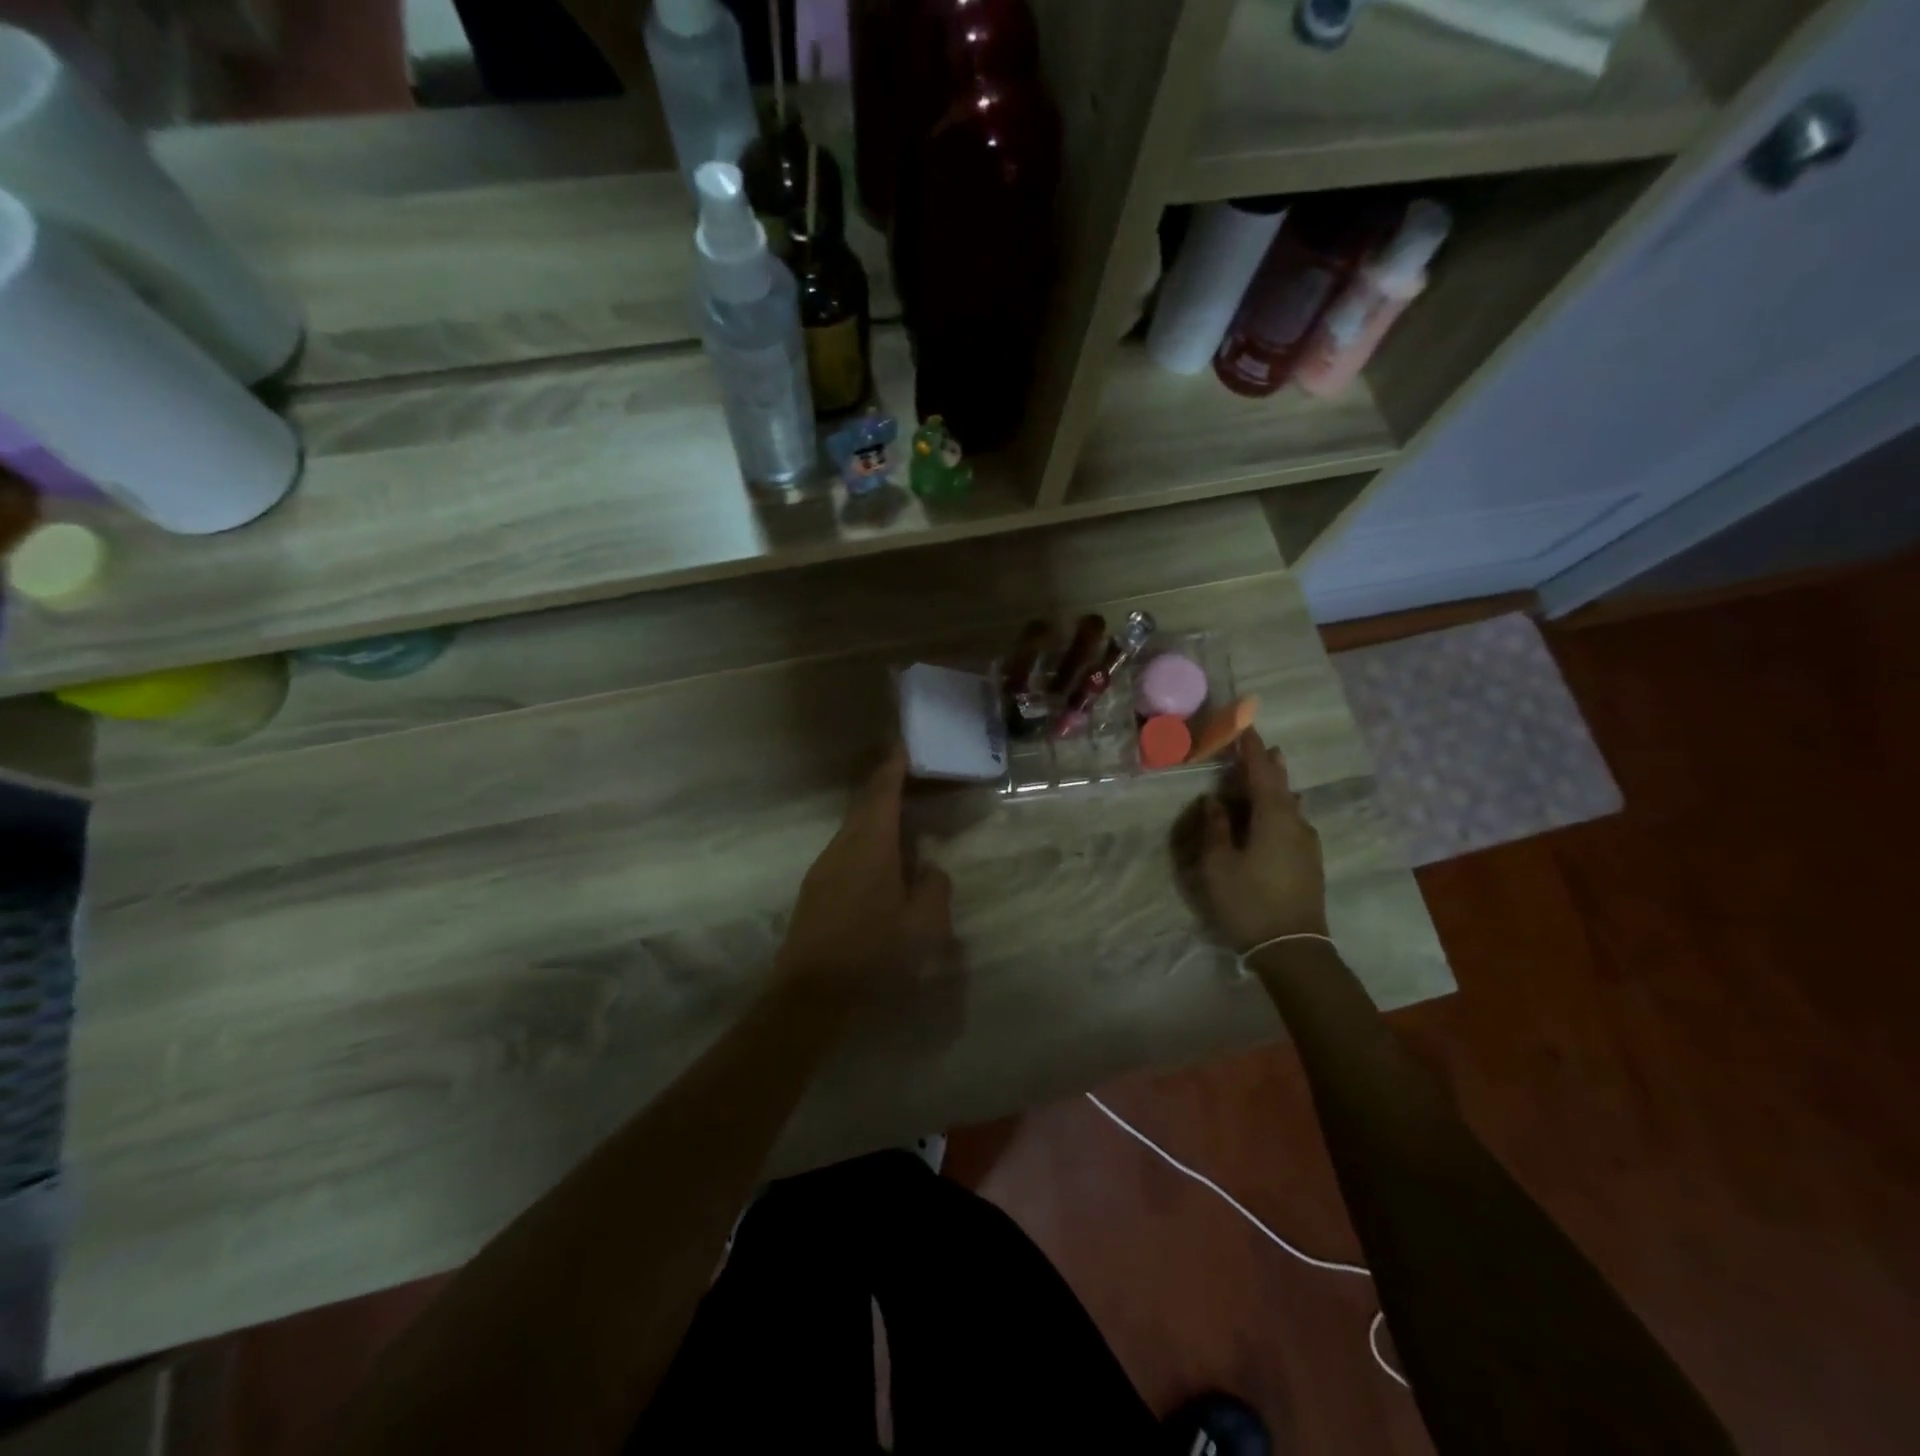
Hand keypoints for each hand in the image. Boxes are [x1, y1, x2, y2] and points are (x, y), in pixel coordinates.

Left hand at [777, 746, 953, 991]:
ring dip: (876, 818)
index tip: (902, 745)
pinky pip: (845, 851)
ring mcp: (823, 868)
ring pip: (853, 829)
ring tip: (903, 823)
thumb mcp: (923, 926)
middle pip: (864, 805)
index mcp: (870, 846)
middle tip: (910, 779)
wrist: (810, 995)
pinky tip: (881, 865)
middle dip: (886, 787)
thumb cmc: (873, 955)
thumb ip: (934, 890)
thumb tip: (930, 869)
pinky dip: (866, 843)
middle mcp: (842, 847)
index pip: (882, 792)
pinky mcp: (814, 890)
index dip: (893, 766)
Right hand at [1193, 729, 1328, 951]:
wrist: (1293, 948)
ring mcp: (1307, 844)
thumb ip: (1216, 828)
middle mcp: (1296, 823)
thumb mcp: (1218, 864)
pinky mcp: (1309, 862)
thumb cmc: (1248, 901)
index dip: (1251, 749)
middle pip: (1281, 785)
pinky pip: (1292, 822)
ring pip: (1290, 805)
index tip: (1244, 727)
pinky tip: (1271, 816)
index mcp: (1273, 817)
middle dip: (1268, 765)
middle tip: (1257, 746)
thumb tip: (1214, 801)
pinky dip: (1278, 809)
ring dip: (1275, 788)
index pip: (1262, 772)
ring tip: (1264, 775)